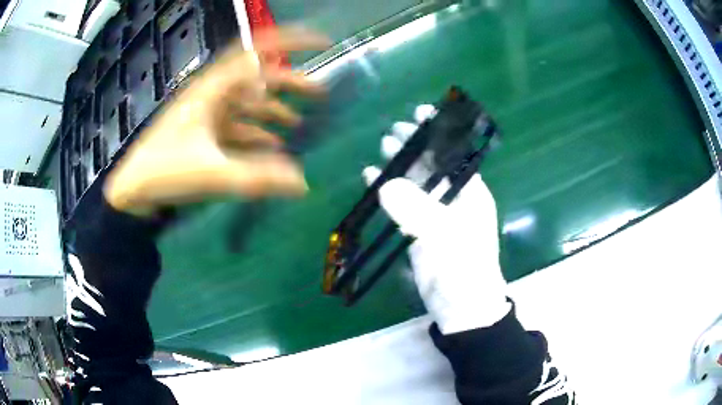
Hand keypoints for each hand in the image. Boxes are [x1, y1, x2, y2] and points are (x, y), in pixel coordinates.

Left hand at [104, 27, 330, 214]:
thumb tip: (303, 185)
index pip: (257, 50)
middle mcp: (213, 93)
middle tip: (319, 93)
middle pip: (258, 77)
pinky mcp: (205, 131)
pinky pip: (237, 125)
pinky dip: (256, 132)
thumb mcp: (211, 174)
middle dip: (290, 82)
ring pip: (248, 102)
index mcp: (213, 89)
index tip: (320, 42)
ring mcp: (208, 113)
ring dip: (273, 109)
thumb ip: (257, 178)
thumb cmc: (164, 172)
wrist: (132, 190)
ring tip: (298, 122)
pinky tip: (272, 146)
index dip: (290, 41)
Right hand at [363, 105, 510, 334]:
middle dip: (415, 145)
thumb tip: (385, 184)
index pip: (454, 154)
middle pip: (433, 164)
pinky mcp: (420, 230)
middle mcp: (455, 198)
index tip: (422, 114)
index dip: (439, 133)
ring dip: (401, 164)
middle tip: (393, 131)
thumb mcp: (444, 236)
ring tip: (383, 147)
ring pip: (417, 182)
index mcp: (470, 193)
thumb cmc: (463, 269)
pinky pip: (403, 204)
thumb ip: (417, 209)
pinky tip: (373, 179)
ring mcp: (436, 214)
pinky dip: (389, 191)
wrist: (460, 307)